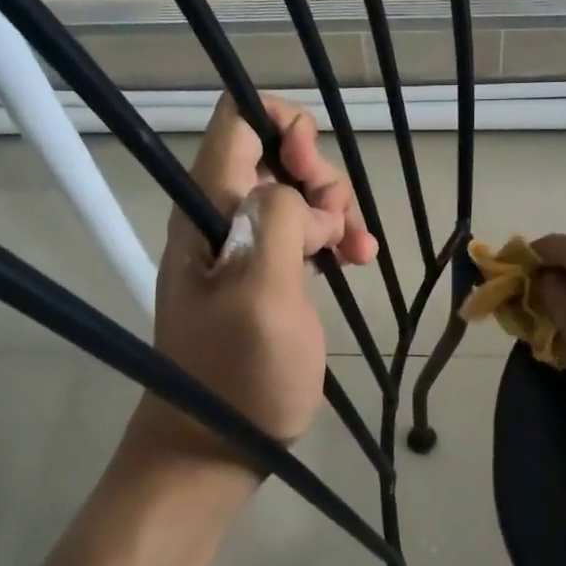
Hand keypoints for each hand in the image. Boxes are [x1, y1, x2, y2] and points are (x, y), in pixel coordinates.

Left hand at [125, 93, 377, 477]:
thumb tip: (301, 199)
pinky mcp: (266, 275)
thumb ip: (278, 225)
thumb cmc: (239, 373)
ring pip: (296, 194)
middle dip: (318, 176)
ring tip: (356, 249)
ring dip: (334, 210)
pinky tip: (358, 257)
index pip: (236, 122)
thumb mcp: (261, 295)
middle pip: (275, 154)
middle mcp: (221, 217)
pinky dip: (333, 236)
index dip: (283, 127)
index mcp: (207, 209)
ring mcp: (244, 248)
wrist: (216, 443)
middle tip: (338, 225)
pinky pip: (303, 233)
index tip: (313, 172)